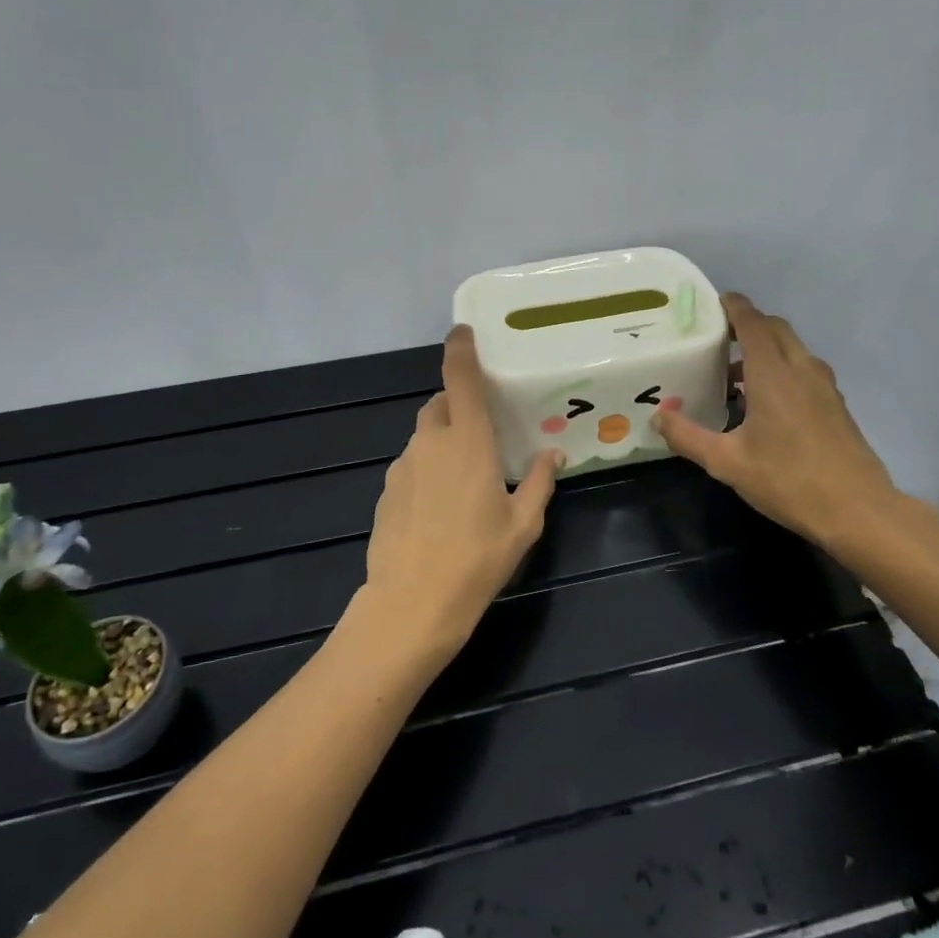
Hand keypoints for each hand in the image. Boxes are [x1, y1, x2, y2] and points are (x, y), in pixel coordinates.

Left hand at [360, 325, 560, 659]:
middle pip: (439, 406)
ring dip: (442, 445)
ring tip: (462, 483)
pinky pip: (410, 468)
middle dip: (456, 407)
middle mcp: (431, 444)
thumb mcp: (522, 525)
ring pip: (423, 439)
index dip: (460, 350)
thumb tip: (553, 454)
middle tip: (480, 434)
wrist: (411, 605)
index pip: (460, 379)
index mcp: (469, 442)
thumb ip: (538, 483)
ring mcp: (402, 467)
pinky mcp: (385, 492)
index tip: (462, 332)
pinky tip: (437, 512)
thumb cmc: (477, 561)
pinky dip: (425, 473)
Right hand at [654, 294, 913, 554]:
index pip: (752, 322)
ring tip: (736, 377)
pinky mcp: (836, 405)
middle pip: (775, 329)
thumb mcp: (727, 463)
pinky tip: (766, 404)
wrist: (858, 511)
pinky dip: (783, 369)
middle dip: (748, 325)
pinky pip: (805, 370)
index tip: (713, 303)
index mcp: (773, 373)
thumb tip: (659, 416)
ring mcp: (824, 386)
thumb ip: (688, 437)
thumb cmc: (788, 481)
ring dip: (766, 349)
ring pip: (793, 349)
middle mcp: (802, 369)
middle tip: (718, 339)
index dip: (733, 307)